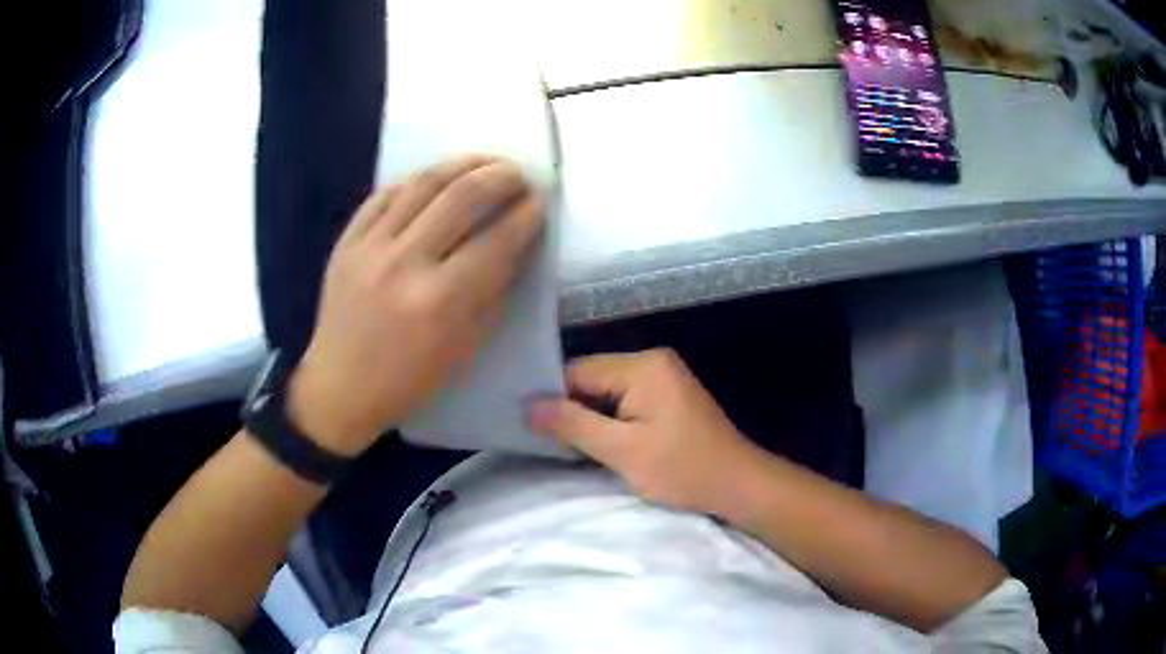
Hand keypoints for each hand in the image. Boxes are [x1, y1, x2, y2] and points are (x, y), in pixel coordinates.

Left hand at [289, 156, 544, 455]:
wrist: (339, 388)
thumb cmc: (408, 381)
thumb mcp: (465, 348)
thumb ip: (493, 293)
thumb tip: (516, 246)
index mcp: (440, 302)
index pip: (497, 241)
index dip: (526, 215)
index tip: (540, 203)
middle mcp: (405, 263)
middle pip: (463, 197)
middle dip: (501, 177)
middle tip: (519, 174)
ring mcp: (370, 247)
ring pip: (423, 183)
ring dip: (463, 164)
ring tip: (486, 162)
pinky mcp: (347, 241)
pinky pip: (384, 194)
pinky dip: (416, 180)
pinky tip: (437, 177)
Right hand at [528, 348, 764, 515]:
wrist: (738, 484)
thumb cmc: (683, 469)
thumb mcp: (623, 451)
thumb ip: (573, 425)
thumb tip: (527, 405)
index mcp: (643, 366)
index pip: (578, 371)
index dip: (553, 398)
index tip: (533, 429)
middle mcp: (652, 360)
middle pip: (592, 378)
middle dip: (572, 410)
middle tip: (550, 443)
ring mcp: (662, 377)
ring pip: (606, 392)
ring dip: (590, 418)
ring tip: (571, 447)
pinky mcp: (667, 395)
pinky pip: (624, 401)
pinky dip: (609, 421)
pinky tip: (599, 443)